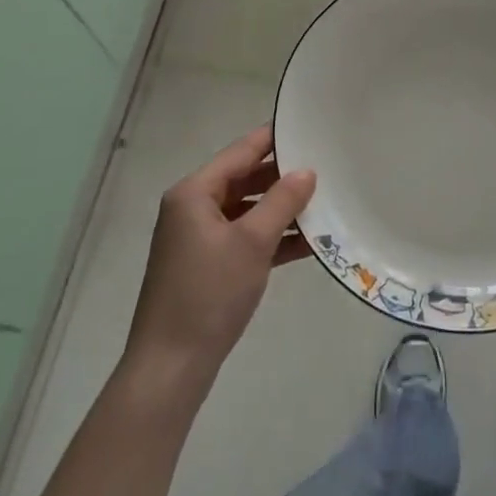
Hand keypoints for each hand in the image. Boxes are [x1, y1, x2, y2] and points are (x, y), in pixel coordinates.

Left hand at [124, 126, 315, 382]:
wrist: (170, 368)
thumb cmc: (209, 294)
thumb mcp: (252, 243)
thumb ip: (282, 202)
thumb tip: (307, 171)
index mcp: (194, 193)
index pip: (240, 152)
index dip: (273, 139)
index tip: (307, 126)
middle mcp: (192, 208)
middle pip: (244, 180)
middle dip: (282, 177)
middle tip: (325, 166)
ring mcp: (198, 239)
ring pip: (247, 211)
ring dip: (281, 210)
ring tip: (324, 203)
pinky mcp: (207, 266)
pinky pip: (244, 239)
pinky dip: (271, 238)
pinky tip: (309, 243)